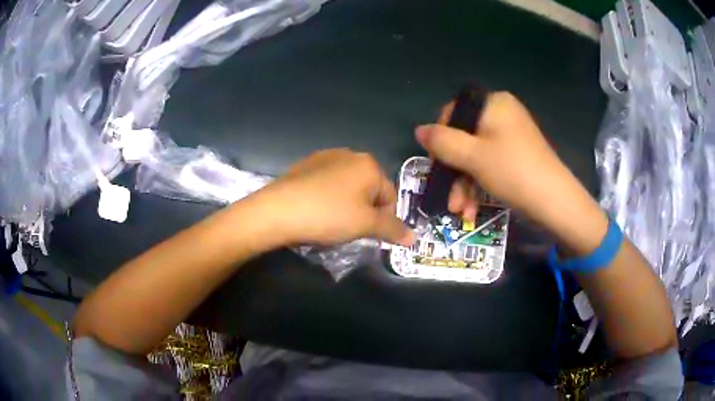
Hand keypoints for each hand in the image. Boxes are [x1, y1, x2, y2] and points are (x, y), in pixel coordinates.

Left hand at [256, 149, 413, 246]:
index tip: (370, 235)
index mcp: (369, 165)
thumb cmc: (328, 215)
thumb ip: (393, 229)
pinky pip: (328, 183)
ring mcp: (325, 157)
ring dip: (347, 205)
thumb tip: (414, 238)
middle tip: (349, 230)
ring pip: (348, 187)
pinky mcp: (306, 164)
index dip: (384, 220)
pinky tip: (316, 210)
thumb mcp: (365, 225)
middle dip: (365, 211)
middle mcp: (350, 154)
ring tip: (331, 221)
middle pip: (369, 190)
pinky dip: (328, 197)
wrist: (278, 210)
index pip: (390, 197)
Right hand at [416, 92, 605, 249]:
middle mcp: (502, 114)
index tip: (437, 165)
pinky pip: (489, 164)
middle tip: (449, 198)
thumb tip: (419, 130)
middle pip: (464, 138)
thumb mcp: (472, 155)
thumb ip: (442, 141)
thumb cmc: (512, 171)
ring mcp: (510, 136)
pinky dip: (479, 185)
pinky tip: (472, 209)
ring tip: (460, 211)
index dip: (441, 138)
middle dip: (453, 172)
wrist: (555, 202)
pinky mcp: (516, 155)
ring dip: (464, 185)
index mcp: (493, 104)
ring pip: (475, 155)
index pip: (453, 112)